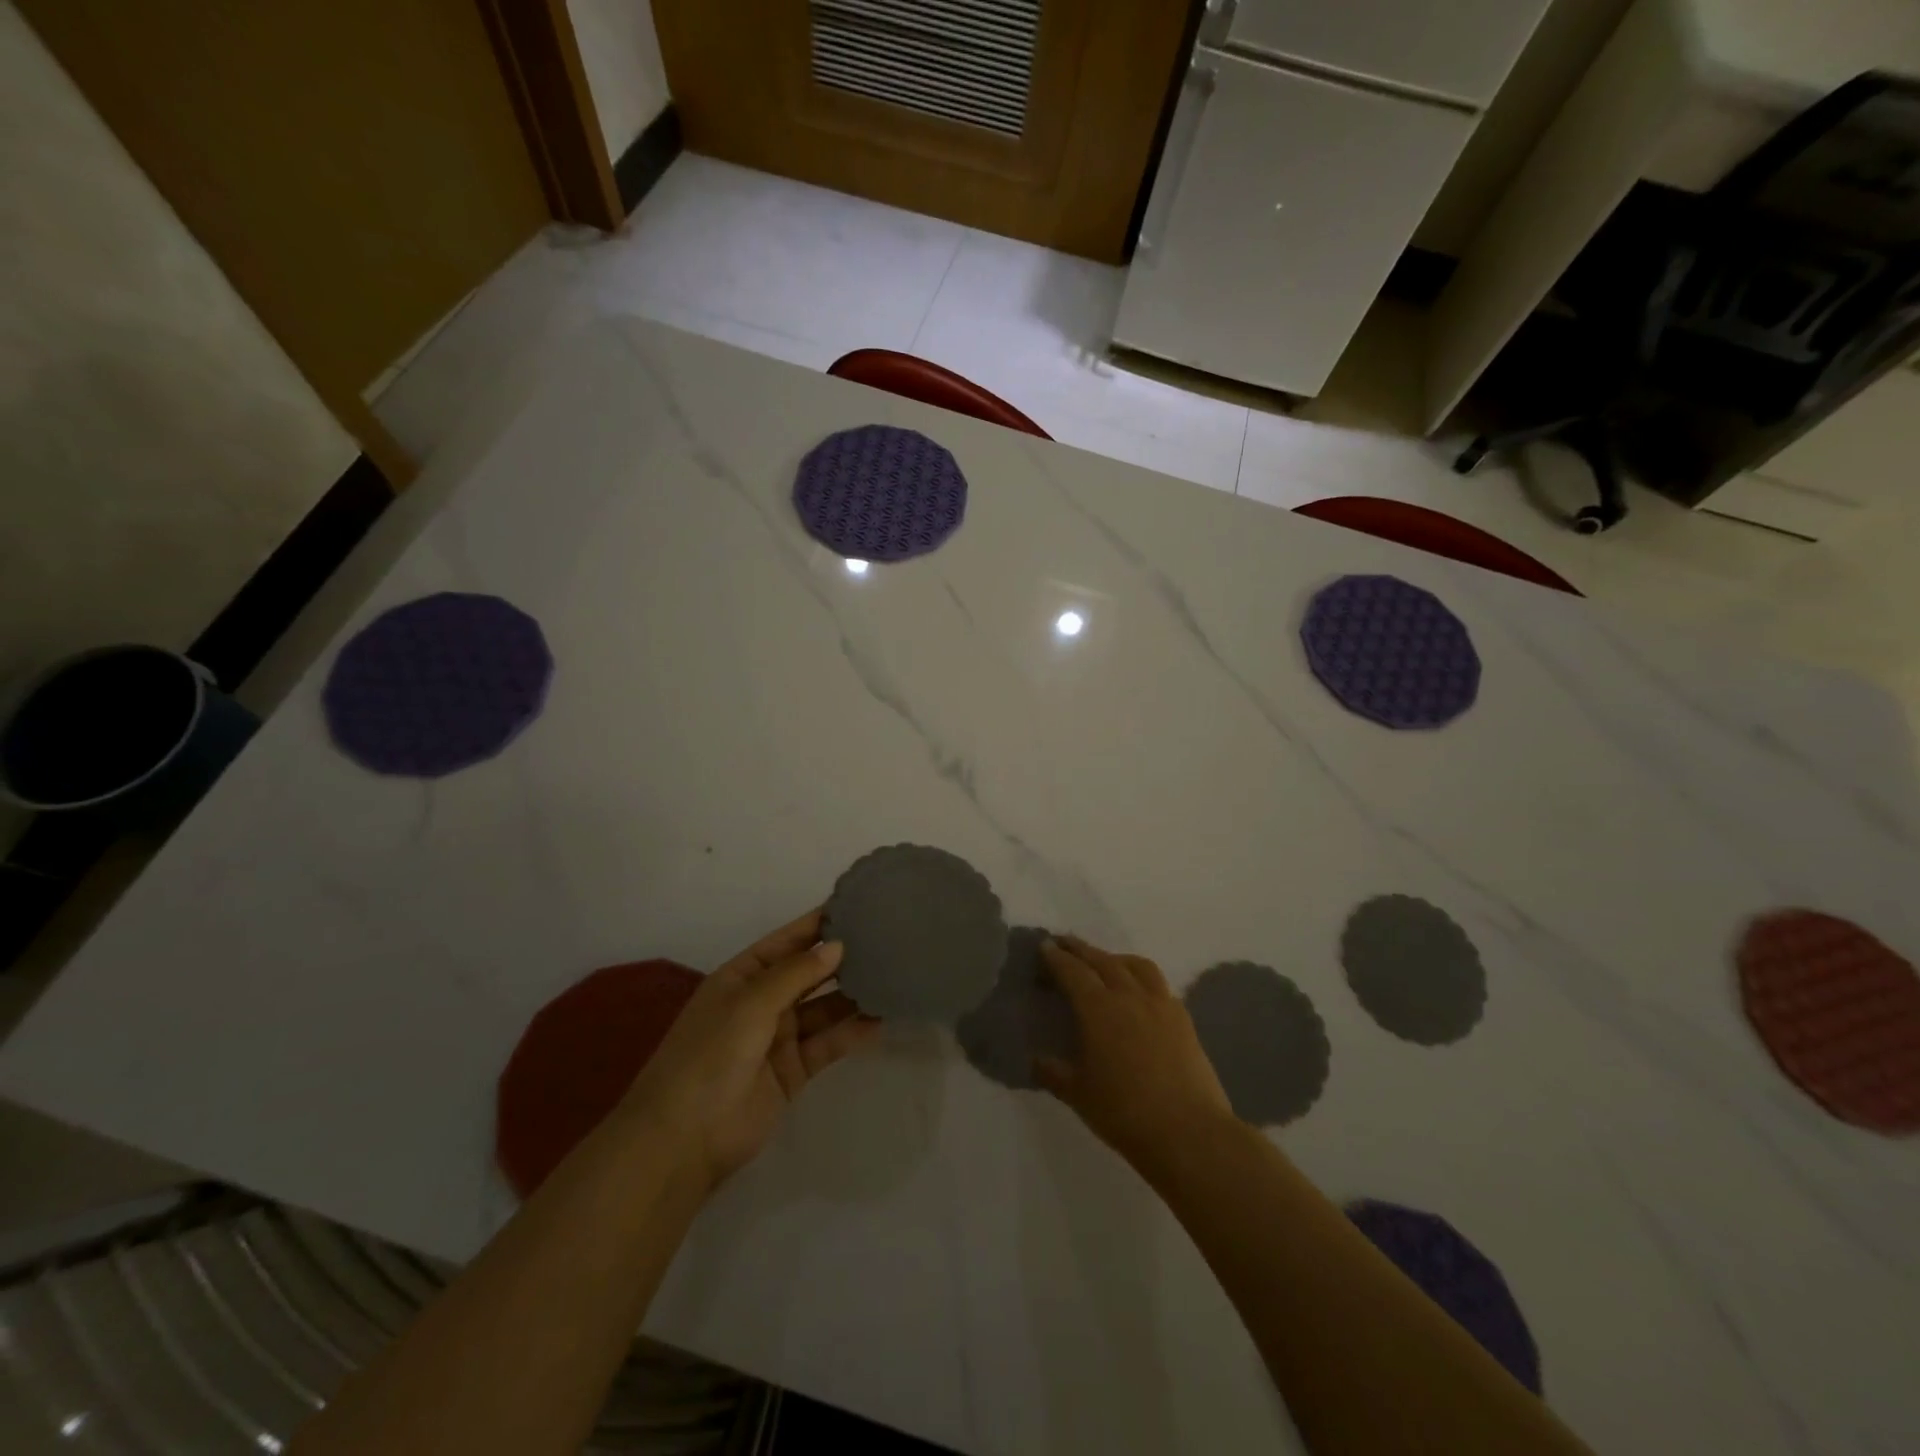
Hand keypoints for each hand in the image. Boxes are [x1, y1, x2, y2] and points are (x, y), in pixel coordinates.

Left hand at [620, 909, 880, 1193]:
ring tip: (892, 977)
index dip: (817, 925)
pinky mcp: (794, 1071)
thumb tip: (838, 946)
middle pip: (808, 974)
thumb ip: (796, 974)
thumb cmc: (710, 1055)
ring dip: (851, 996)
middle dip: (841, 959)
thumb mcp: (750, 1003)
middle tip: (886, 940)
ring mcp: (778, 1037)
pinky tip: (880, 1021)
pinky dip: (852, 1033)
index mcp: (742, 977)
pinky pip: (827, 1044)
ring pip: (823, 1009)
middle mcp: (761, 1002)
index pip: (786, 941)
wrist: (684, 1139)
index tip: (856, 906)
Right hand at [1036, 935, 1236, 1173]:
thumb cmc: (1125, 1112)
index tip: (1045, 946)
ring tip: (1104, 961)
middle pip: (1102, 960)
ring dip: (1114, 957)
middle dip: (1081, 949)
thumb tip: (1036, 1059)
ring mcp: (1160, 1004)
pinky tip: (1139, 992)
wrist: (1188, 1132)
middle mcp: (1129, 995)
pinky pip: (1158, 984)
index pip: (1073, 972)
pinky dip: (1141, 977)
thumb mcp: (1078, 1095)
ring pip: (1135, 965)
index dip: (1056, 957)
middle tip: (1065, 943)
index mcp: (1098, 1009)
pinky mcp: (1183, 1018)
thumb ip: (1054, 1072)